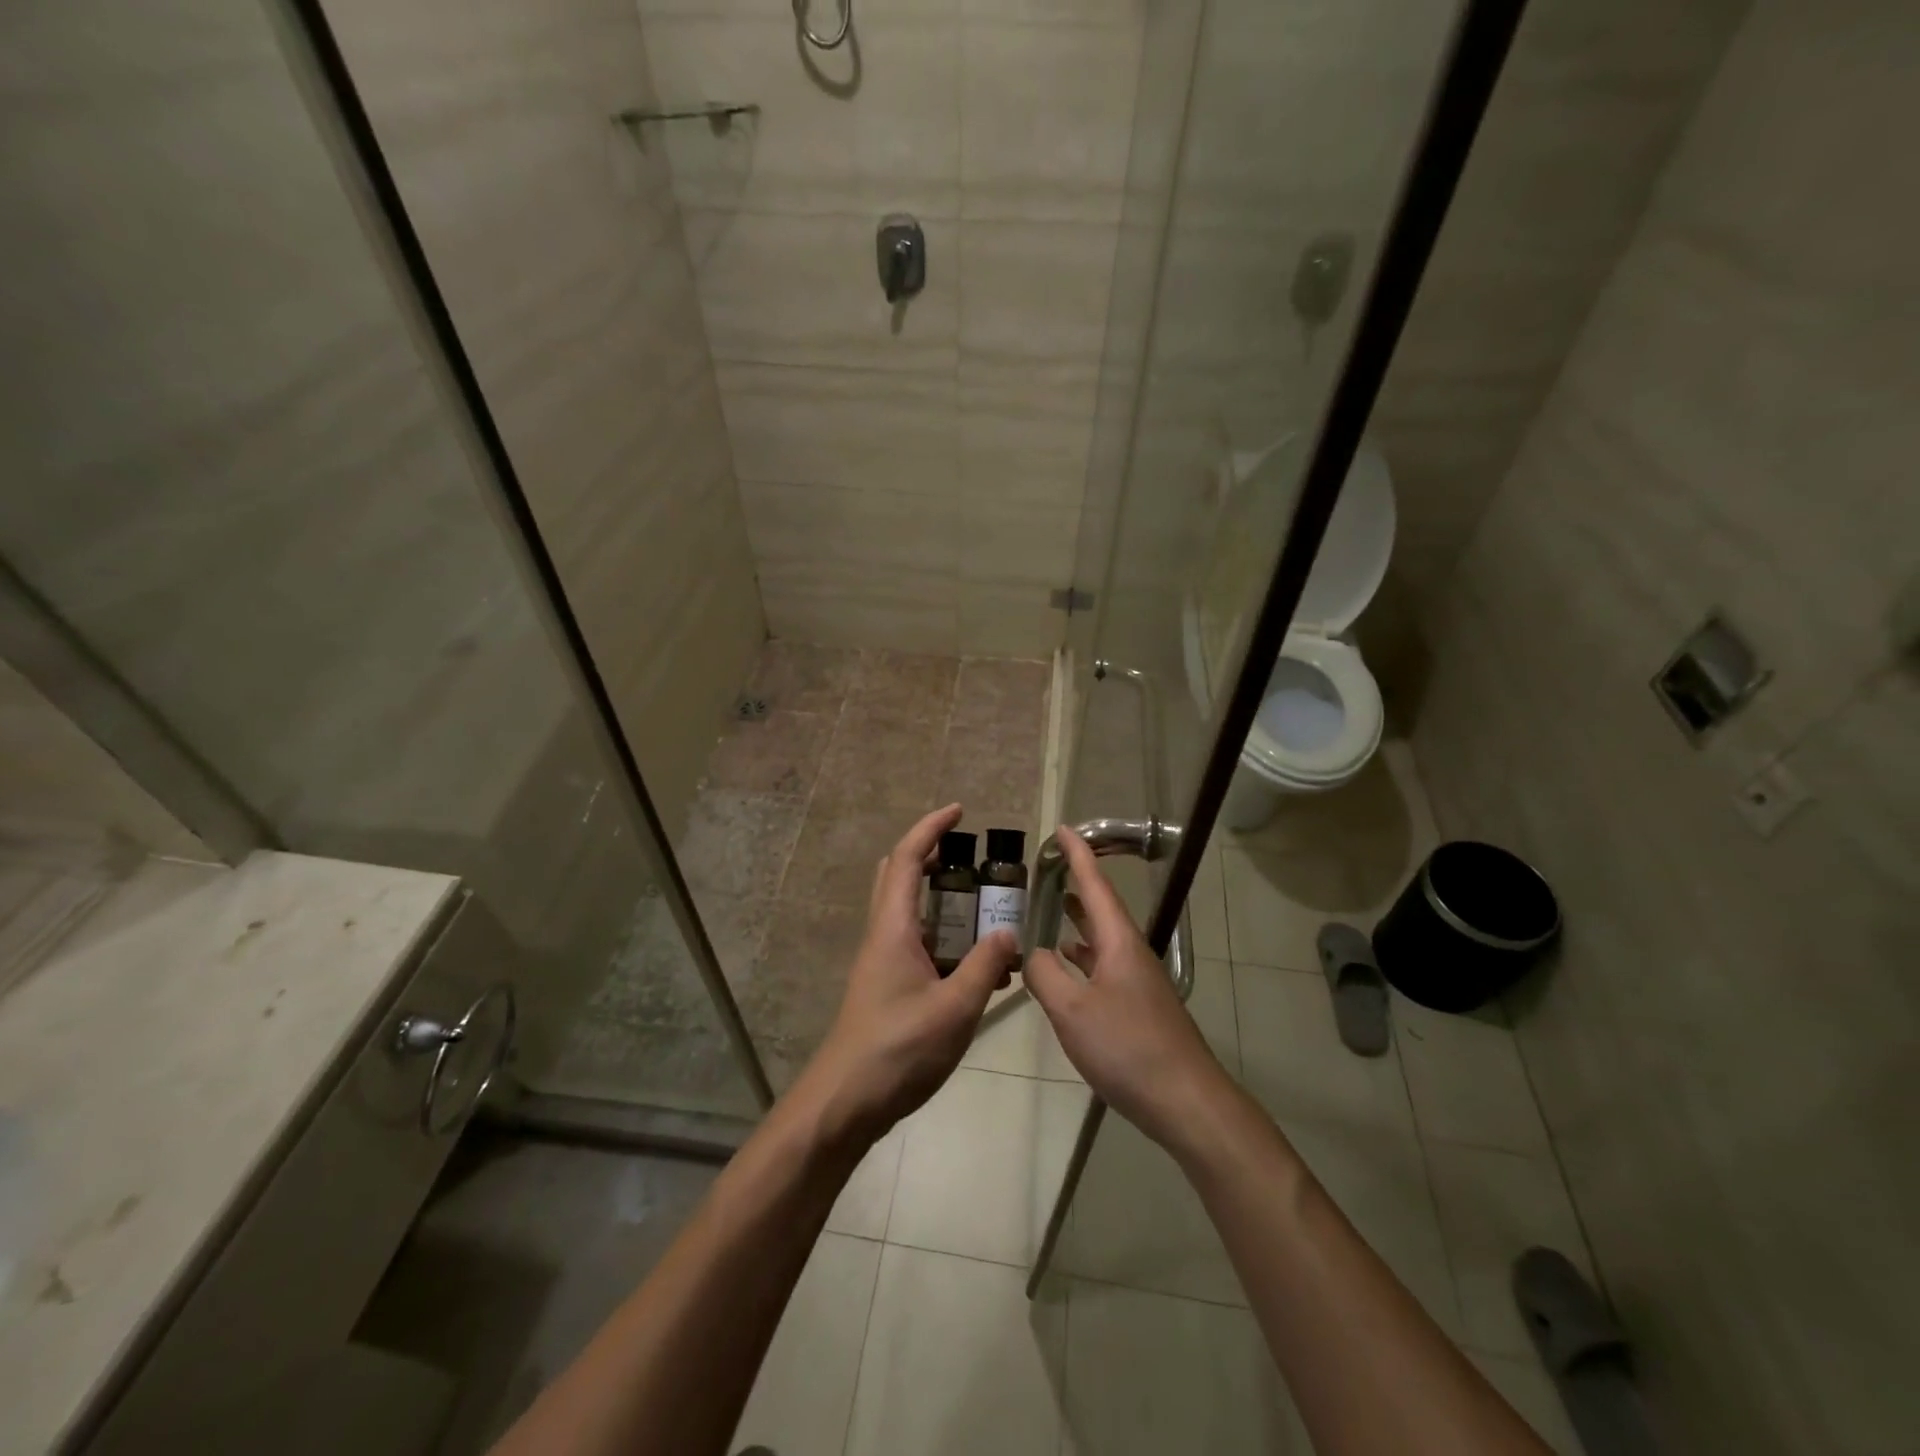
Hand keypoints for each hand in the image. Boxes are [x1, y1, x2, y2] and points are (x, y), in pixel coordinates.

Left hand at [795, 805, 1019, 1148]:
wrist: (844, 1102)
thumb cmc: (897, 1051)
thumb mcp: (955, 1008)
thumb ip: (986, 966)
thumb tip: (1008, 931)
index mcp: (894, 928)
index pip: (909, 858)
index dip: (932, 828)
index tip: (960, 811)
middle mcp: (883, 935)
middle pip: (900, 875)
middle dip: (932, 855)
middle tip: (971, 857)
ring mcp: (881, 961)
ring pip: (908, 910)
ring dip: (941, 898)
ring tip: (985, 908)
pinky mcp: (886, 986)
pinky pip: (917, 943)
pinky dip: (944, 936)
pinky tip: (978, 966)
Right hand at [1022, 826, 1232, 1149]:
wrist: (1185, 1100)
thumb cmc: (1127, 1047)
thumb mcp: (1072, 1010)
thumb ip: (1044, 976)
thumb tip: (1031, 953)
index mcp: (1118, 942)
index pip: (1095, 885)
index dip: (1078, 855)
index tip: (1063, 828)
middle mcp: (1131, 953)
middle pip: (1102, 908)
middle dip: (1079, 884)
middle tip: (1052, 866)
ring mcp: (1138, 981)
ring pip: (1103, 938)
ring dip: (1080, 920)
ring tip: (1056, 907)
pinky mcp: (1139, 1006)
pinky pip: (1105, 966)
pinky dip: (1083, 956)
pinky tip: (1069, 966)